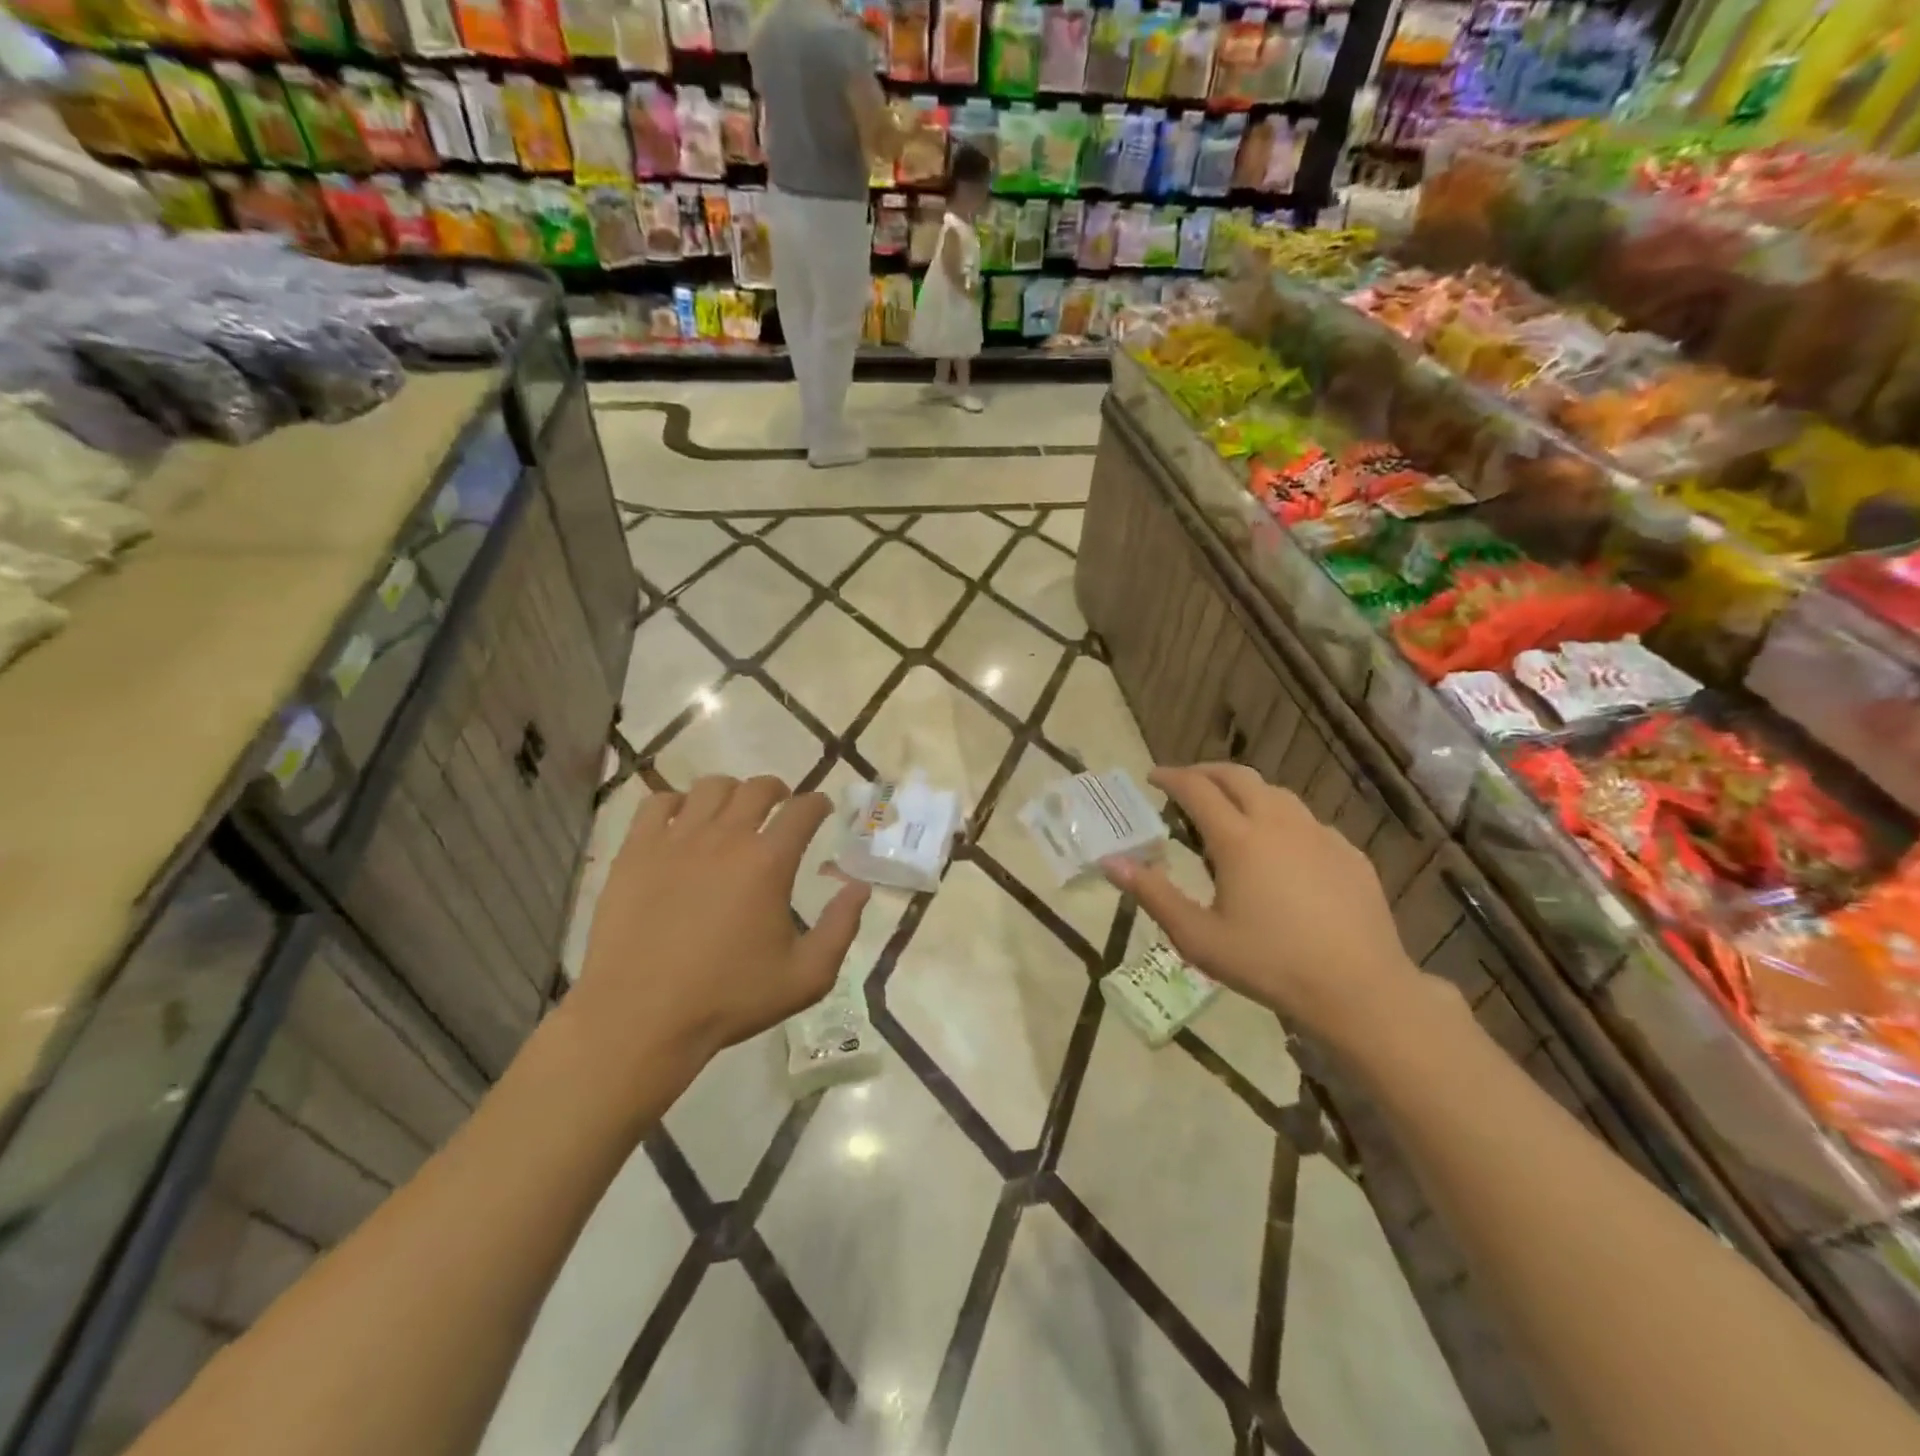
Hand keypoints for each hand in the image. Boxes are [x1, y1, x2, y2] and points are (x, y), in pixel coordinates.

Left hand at [571, 775, 869, 1064]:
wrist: (640, 1017)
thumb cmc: (729, 999)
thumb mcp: (807, 976)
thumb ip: (841, 927)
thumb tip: (859, 887)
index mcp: (769, 862)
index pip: (803, 810)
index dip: (818, 804)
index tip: (821, 809)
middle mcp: (726, 837)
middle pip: (758, 788)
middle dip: (777, 790)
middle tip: (780, 806)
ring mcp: (676, 840)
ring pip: (710, 787)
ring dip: (730, 792)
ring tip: (732, 811)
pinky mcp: (636, 851)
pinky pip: (657, 803)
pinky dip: (676, 803)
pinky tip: (681, 822)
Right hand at [1102, 764, 1424, 1051]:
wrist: (1360, 989)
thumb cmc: (1269, 964)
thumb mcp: (1198, 938)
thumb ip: (1153, 894)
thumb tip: (1111, 862)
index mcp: (1238, 840)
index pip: (1197, 789)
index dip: (1171, 778)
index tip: (1152, 777)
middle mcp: (1278, 824)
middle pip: (1238, 777)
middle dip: (1206, 772)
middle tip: (1186, 782)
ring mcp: (1319, 835)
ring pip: (1276, 793)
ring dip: (1245, 791)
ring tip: (1230, 809)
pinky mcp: (1348, 853)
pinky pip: (1307, 821)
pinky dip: (1281, 819)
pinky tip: (1280, 848)